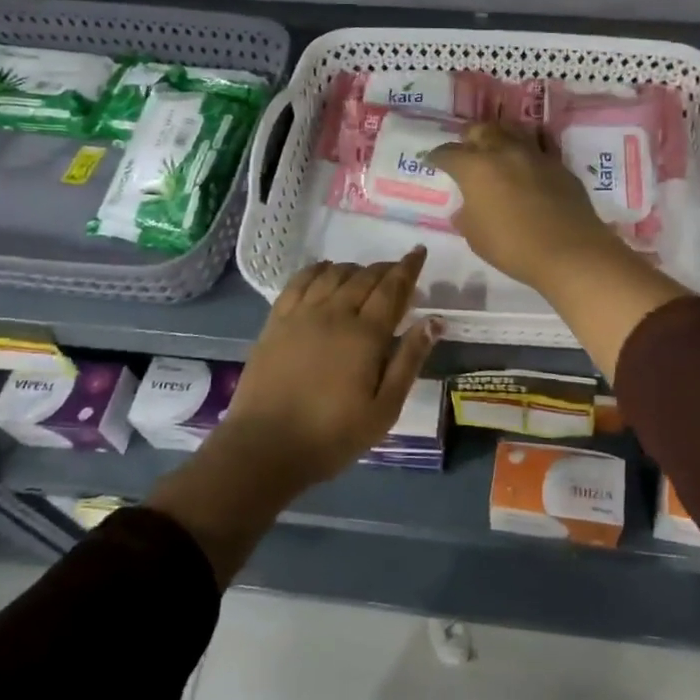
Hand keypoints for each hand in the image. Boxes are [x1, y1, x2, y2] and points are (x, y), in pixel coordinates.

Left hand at [221, 248, 439, 488]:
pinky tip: (325, 271)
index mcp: (366, 334)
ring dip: (355, 269)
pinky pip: (299, 281)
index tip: (419, 252)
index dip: (409, 268)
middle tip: (398, 270)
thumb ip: (409, 360)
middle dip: (386, 268)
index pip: (393, 288)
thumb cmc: (332, 435)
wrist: (265, 447)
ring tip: (365, 275)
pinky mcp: (276, 321)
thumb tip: (434, 321)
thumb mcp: (384, 409)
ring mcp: (301, 314)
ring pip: (333, 274)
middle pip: (365, 277)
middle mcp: (335, 313)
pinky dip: (318, 269)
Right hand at [431, 122, 687, 380]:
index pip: (448, 153)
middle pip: (481, 130)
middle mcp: (503, 151)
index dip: (436, 157)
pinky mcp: (559, 164)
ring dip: (500, 136)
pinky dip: (529, 148)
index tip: (431, 161)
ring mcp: (535, 154)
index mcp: (475, 168)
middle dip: (469, 138)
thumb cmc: (513, 247)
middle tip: (466, 151)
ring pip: (512, 130)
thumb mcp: (476, 238)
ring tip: (496, 149)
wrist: (570, 251)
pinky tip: (528, 159)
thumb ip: (466, 217)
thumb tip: (464, 208)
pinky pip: (540, 145)